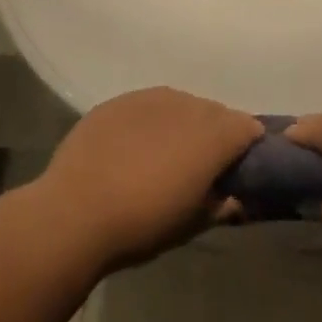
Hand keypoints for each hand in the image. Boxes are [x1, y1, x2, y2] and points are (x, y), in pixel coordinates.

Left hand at [36, 87, 262, 269]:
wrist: (74, 213)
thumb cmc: (143, 224)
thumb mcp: (192, 224)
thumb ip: (221, 204)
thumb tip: (234, 197)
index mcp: (214, 135)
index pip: (247, 127)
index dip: (248, 147)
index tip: (238, 168)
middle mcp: (187, 105)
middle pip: (214, 112)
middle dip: (215, 134)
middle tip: (201, 165)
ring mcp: (149, 98)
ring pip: (180, 104)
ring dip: (182, 124)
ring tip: (165, 154)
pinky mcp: (117, 101)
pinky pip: (146, 105)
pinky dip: (149, 121)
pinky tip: (133, 147)